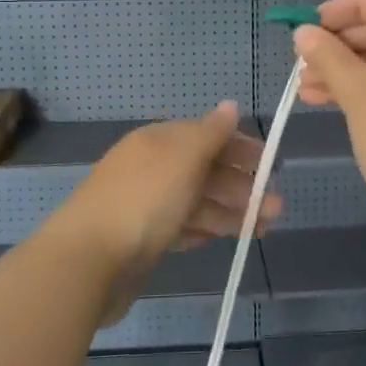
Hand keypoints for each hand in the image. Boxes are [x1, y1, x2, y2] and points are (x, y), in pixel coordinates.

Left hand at [49, 102, 280, 324]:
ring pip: (197, 202)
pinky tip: (225, 238)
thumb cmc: (144, 200)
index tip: (272, 166)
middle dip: (242, 186)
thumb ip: (211, 132)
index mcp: (158, 141)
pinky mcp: (142, 240)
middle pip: (205, 171)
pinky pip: (182, 228)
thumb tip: (231, 105)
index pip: (206, 137)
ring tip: (264, 228)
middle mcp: (151, 168)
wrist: (89, 261)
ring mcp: (145, 206)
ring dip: (231, 211)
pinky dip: (205, 230)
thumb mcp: (183, 157)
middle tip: (276, 208)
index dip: (240, 149)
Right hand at [293, 0, 365, 250]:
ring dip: (342, 70)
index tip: (312, 24)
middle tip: (301, 61)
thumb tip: (304, 33)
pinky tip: (324, 103)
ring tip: (302, 88)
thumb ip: (328, 57)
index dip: (347, 6)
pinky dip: (358, 92)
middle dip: (338, 43)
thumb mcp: (358, 93)